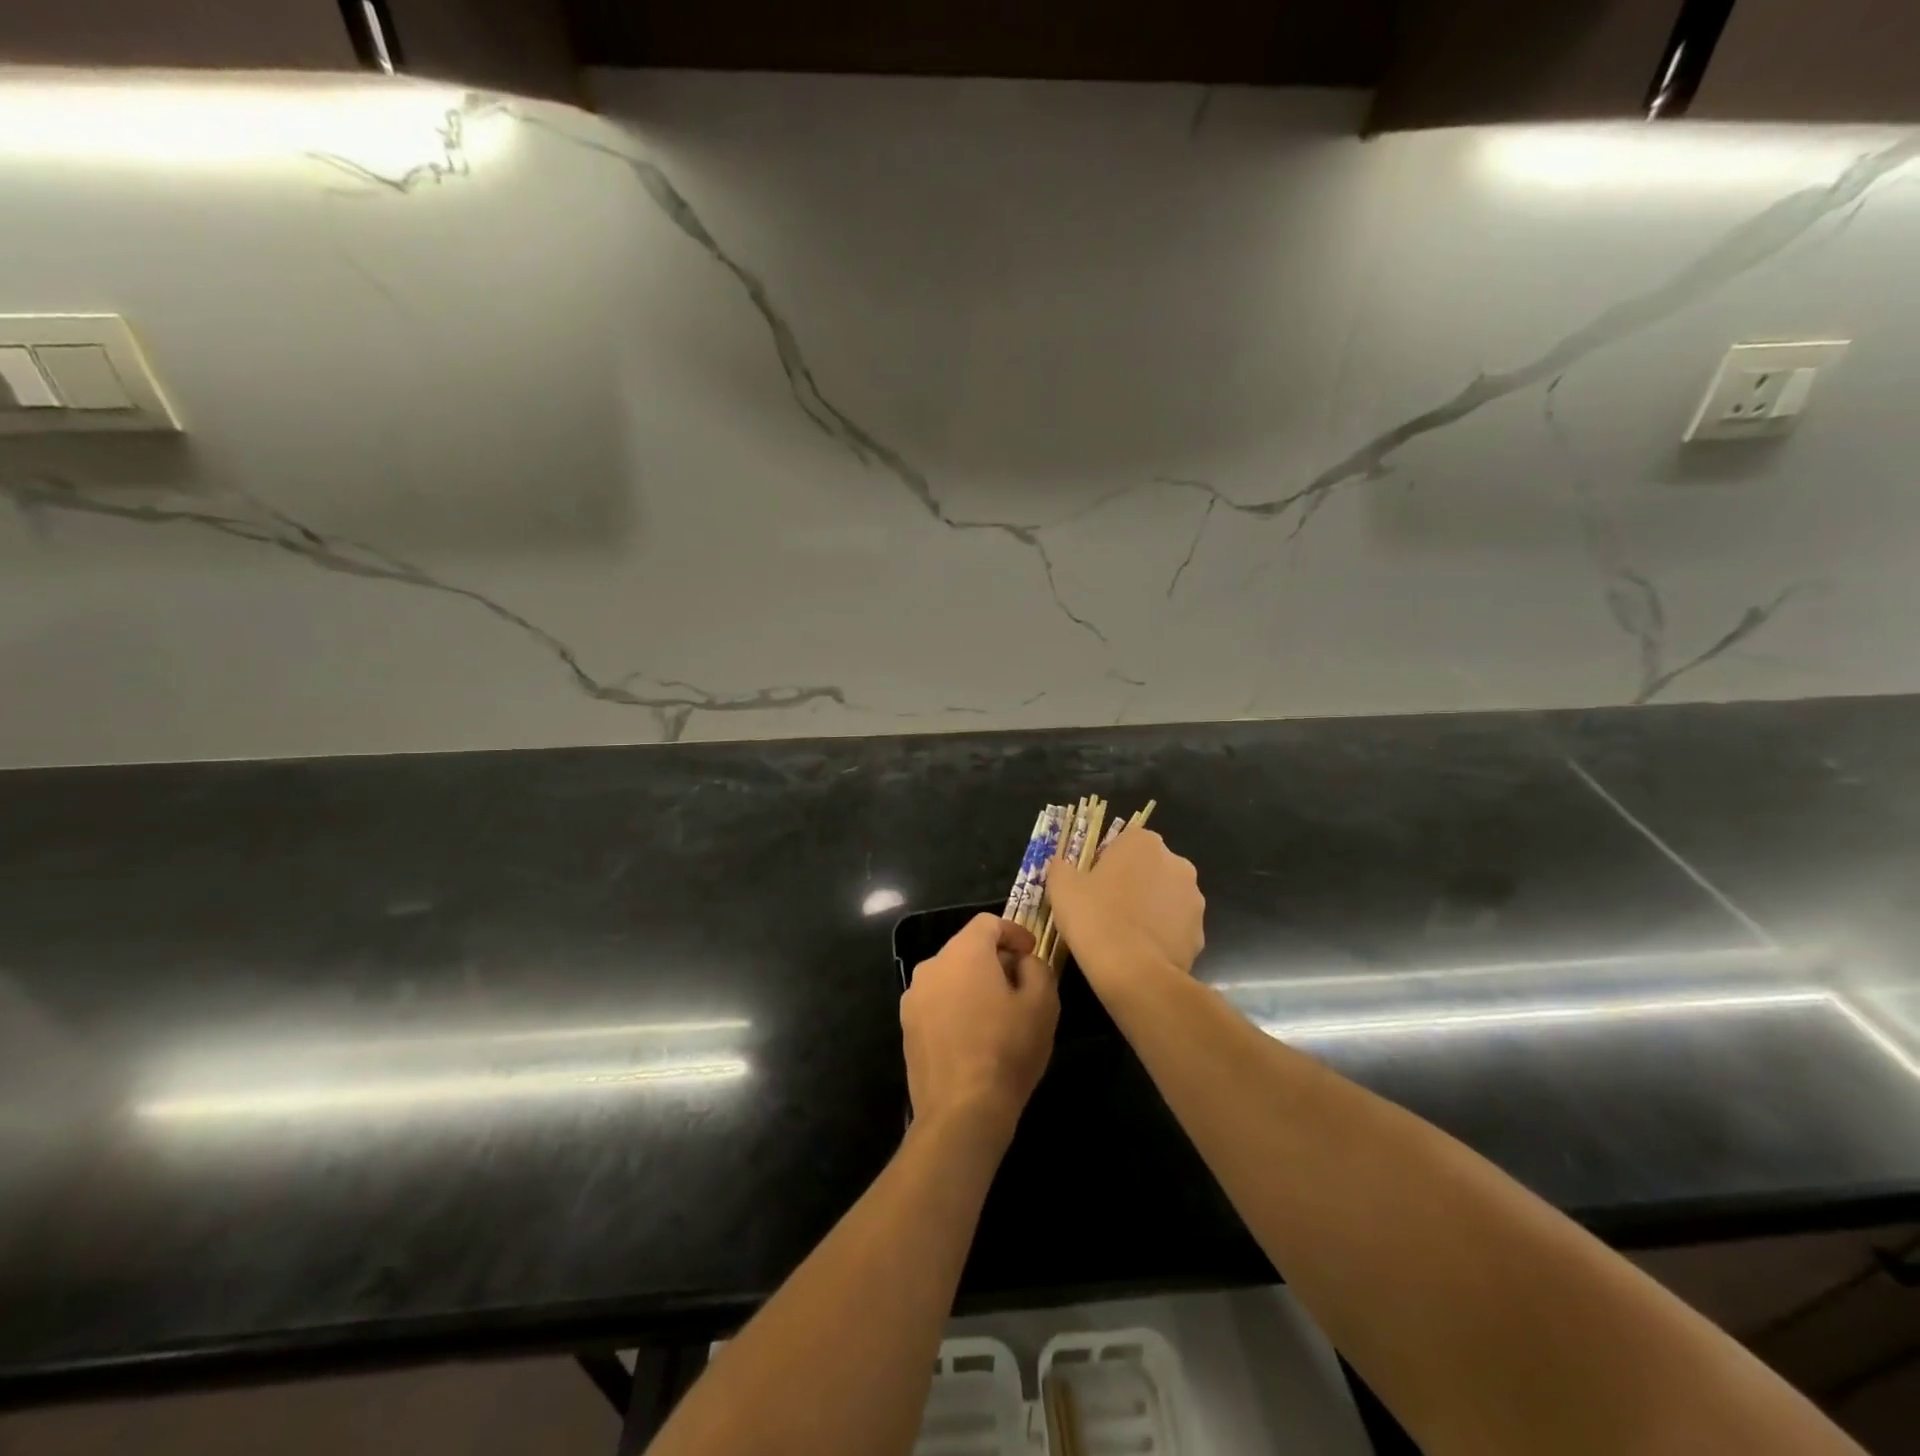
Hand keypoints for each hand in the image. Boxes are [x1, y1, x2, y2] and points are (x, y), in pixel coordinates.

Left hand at [901, 915, 1058, 1134]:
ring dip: (973, 983)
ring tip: (997, 1014)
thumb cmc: (1007, 1051)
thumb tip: (1023, 962)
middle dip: (994, 959)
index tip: (1032, 952)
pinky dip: (956, 1006)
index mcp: (964, 953)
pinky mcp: (907, 1026)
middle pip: (967, 948)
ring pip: (950, 976)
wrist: (961, 1111)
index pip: (988, 923)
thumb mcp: (1042, 1004)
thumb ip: (1037, 968)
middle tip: (1020, 985)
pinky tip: (973, 1036)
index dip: (1014, 932)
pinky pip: (936, 1002)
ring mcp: (914, 997)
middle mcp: (932, 966)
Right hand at [1045, 828, 1204, 988]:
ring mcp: (1194, 898)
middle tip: (1106, 908)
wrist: (1132, 972)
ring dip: (1150, 908)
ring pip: (1166, 897)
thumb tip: (1062, 865)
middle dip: (1133, 883)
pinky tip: (1141, 952)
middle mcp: (1176, 863)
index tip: (1092, 885)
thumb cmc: (1094, 918)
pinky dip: (1162, 935)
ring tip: (1124, 934)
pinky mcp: (1200, 932)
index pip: (1124, 842)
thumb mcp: (1062, 888)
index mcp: (1143, 843)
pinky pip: (1176, 927)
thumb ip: (1061, 867)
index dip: (1107, 863)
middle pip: (1149, 867)